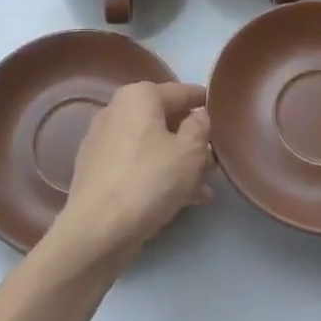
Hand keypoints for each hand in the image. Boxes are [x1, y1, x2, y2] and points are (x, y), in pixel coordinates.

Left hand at [43, 81, 212, 270]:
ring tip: (206, 184)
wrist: (97, 228)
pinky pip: (137, 165)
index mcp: (138, 97)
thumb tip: (198, 115)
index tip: (222, 110)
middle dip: (191, 138)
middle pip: (164, 119)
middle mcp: (116, 111)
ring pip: (152, 145)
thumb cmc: (149, 180)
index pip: (180, 91)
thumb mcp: (190, 152)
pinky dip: (159, 175)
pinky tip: (184, 199)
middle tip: (217, 155)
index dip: (203, 101)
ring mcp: (103, 142)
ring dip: (179, 161)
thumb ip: (200, 128)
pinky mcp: (98, 171)